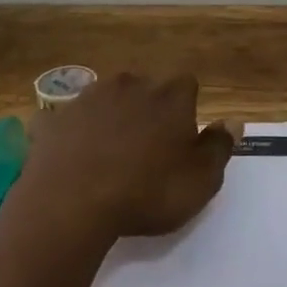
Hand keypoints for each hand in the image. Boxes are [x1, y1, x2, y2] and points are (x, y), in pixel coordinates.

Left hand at [19, 72, 233, 243]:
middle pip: (145, 88)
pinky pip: (66, 121)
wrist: (71, 202)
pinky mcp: (53, 118)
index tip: (180, 141)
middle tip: (145, 152)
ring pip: (106, 100)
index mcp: (170, 95)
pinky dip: (69, 134)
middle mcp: (130, 84)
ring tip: (107, 157)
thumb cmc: (146, 192)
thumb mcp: (200, 180)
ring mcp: (87, 97)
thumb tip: (233, 121)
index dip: (185, 111)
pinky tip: (68, 159)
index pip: (186, 85)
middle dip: (147, 111)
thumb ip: (219, 147)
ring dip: (109, 119)